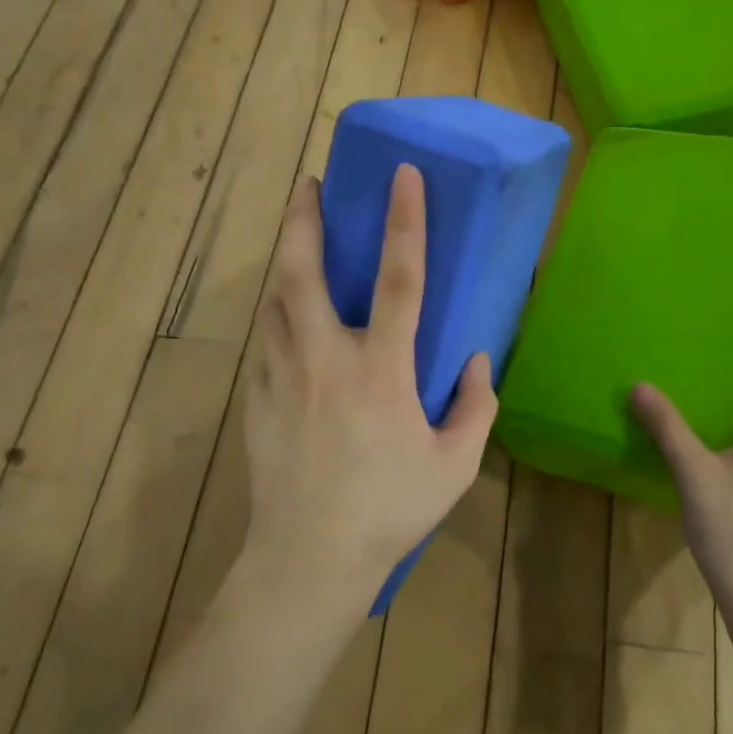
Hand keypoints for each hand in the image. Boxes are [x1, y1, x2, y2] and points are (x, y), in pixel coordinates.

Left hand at [242, 165, 497, 617]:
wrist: (308, 558)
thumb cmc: (390, 510)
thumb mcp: (454, 465)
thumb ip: (475, 407)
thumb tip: (475, 360)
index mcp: (381, 369)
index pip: (399, 279)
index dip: (405, 221)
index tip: (403, 175)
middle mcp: (327, 359)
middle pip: (304, 272)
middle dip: (304, 219)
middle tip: (308, 184)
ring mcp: (284, 376)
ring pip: (276, 299)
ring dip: (285, 259)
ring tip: (295, 236)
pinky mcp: (257, 398)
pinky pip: (266, 340)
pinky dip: (276, 313)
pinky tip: (285, 312)